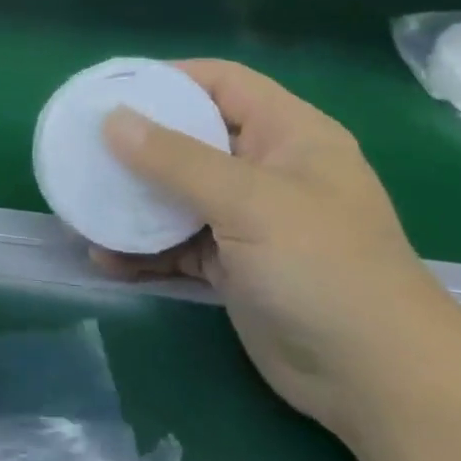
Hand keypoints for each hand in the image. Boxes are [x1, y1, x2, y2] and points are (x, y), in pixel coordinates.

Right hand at [94, 61, 460, 439]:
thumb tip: (112, 119)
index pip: (223, 83)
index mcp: (288, 134)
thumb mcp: (248, 201)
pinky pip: (179, 245)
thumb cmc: (322, 267)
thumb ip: (176, 159)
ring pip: (179, 196)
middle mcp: (267, 169)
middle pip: (192, 139)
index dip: (170, 79)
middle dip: (138, 145)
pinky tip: (105, 259)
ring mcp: (249, 221)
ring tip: (82, 204)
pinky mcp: (234, 268)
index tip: (113, 90)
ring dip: (134, 202)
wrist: (377, 381)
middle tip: (83, 146)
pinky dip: (144, 250)